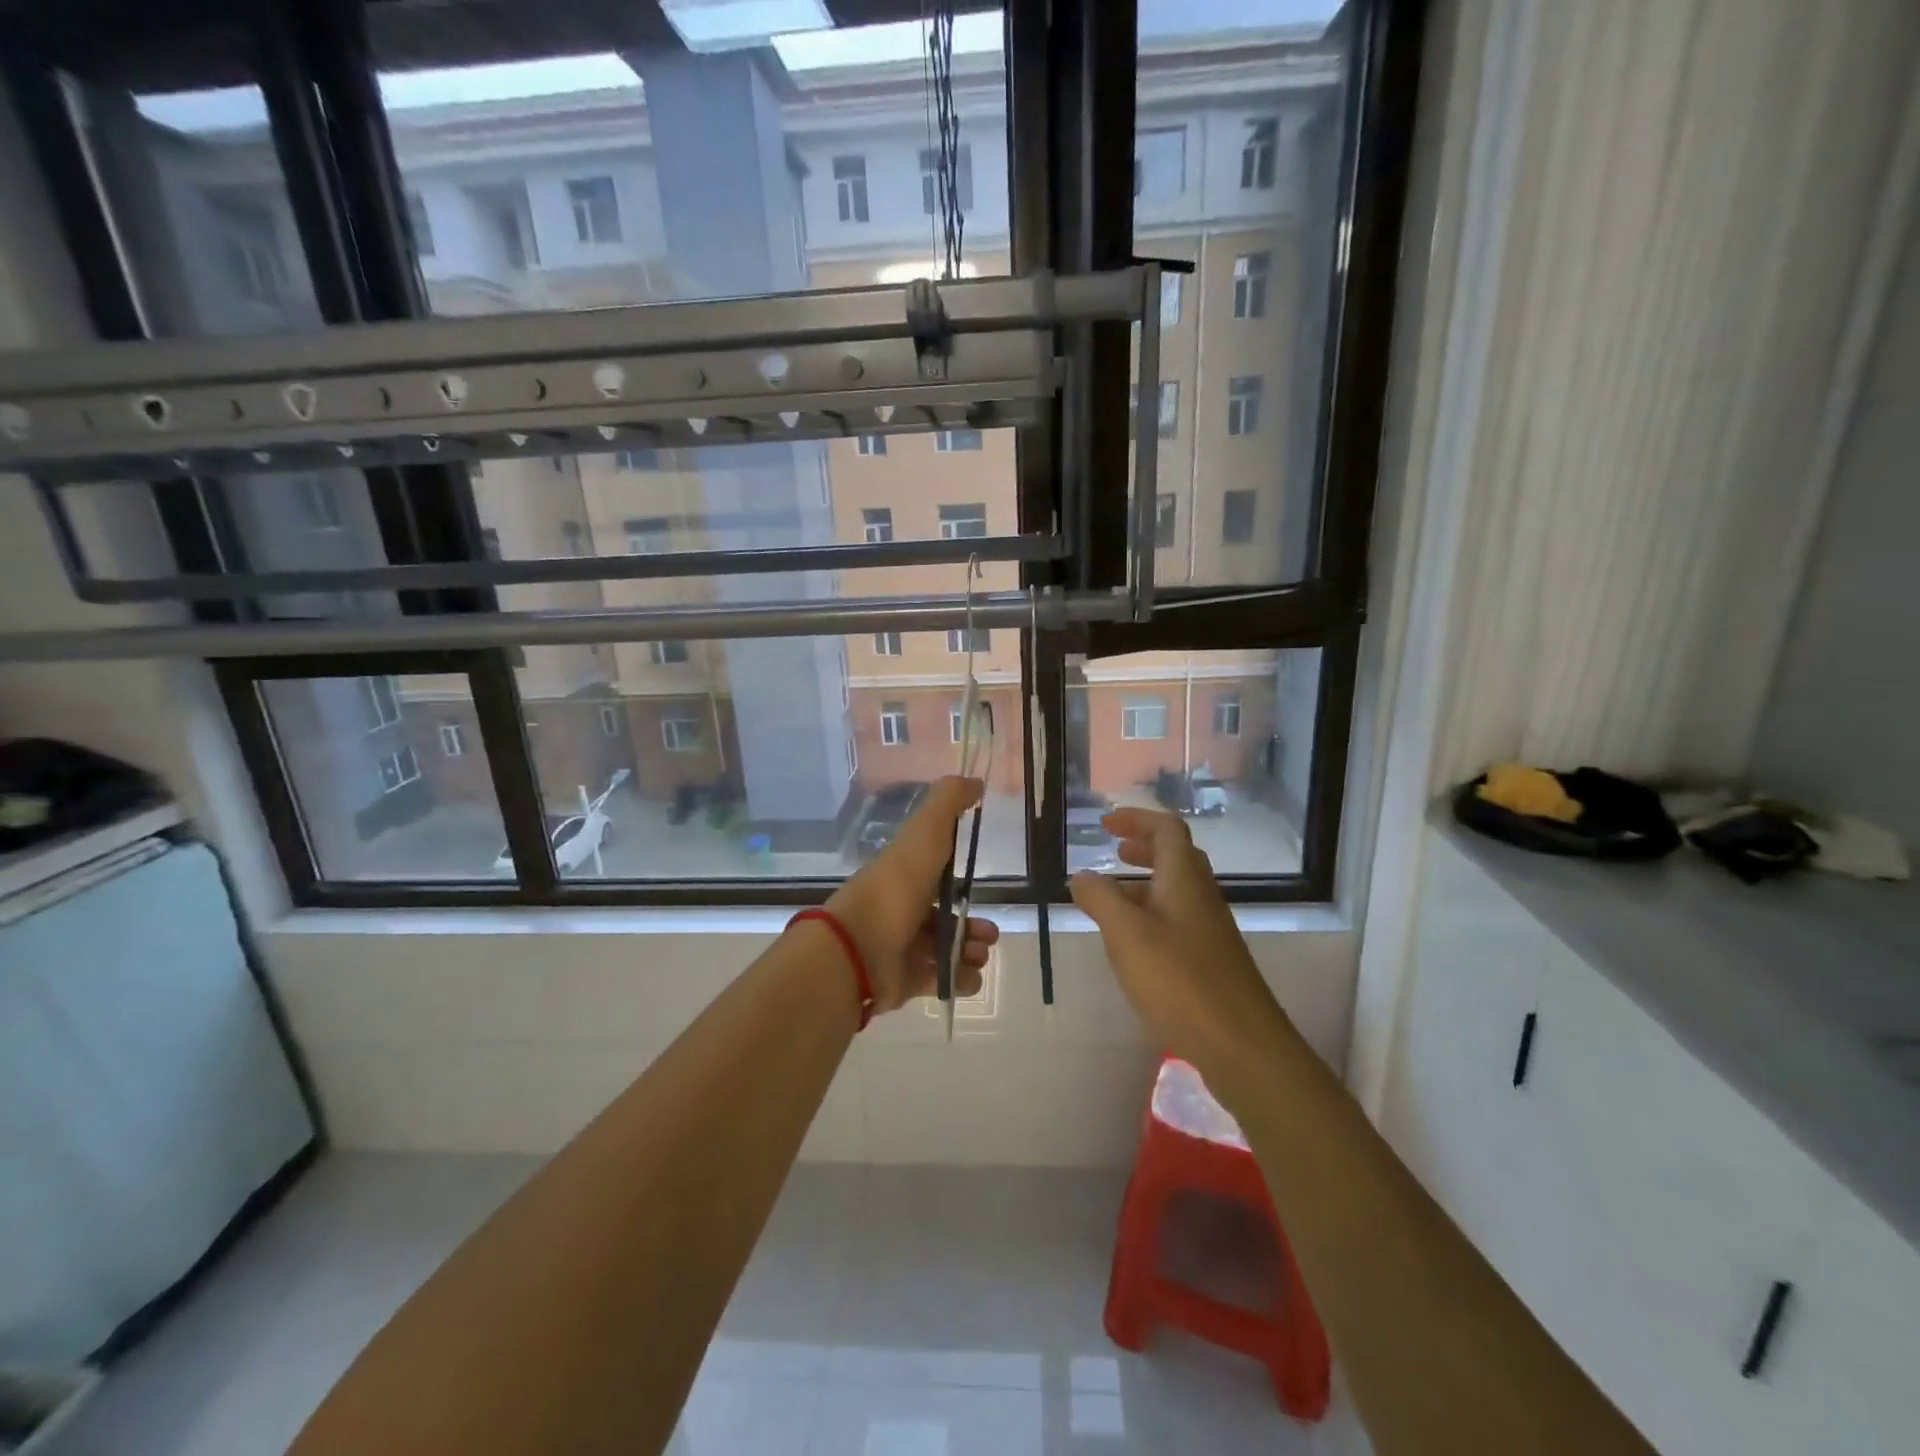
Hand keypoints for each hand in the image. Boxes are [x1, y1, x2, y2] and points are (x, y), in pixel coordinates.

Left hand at [826, 777, 999, 1013]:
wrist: (859, 947)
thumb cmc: (896, 887)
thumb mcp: (925, 833)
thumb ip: (948, 803)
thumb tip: (975, 781)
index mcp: (906, 876)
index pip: (937, 877)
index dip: (961, 882)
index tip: (984, 887)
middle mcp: (904, 911)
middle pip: (947, 919)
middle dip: (974, 927)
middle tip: (987, 935)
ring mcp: (903, 949)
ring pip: (948, 951)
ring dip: (971, 952)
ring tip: (977, 955)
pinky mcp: (905, 981)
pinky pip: (942, 981)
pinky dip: (960, 980)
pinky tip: (967, 975)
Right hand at [1069, 808, 1289, 1077]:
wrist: (1242, 1045)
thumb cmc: (1180, 981)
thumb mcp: (1127, 935)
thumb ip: (1101, 899)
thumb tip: (1082, 876)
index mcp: (1184, 879)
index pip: (1166, 830)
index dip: (1137, 819)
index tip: (1106, 824)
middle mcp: (1202, 897)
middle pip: (1176, 857)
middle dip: (1143, 847)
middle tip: (1113, 852)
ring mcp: (1210, 930)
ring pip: (1176, 891)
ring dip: (1144, 883)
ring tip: (1110, 898)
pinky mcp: (1210, 961)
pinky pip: (1177, 920)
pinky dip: (1151, 915)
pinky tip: (1132, 944)